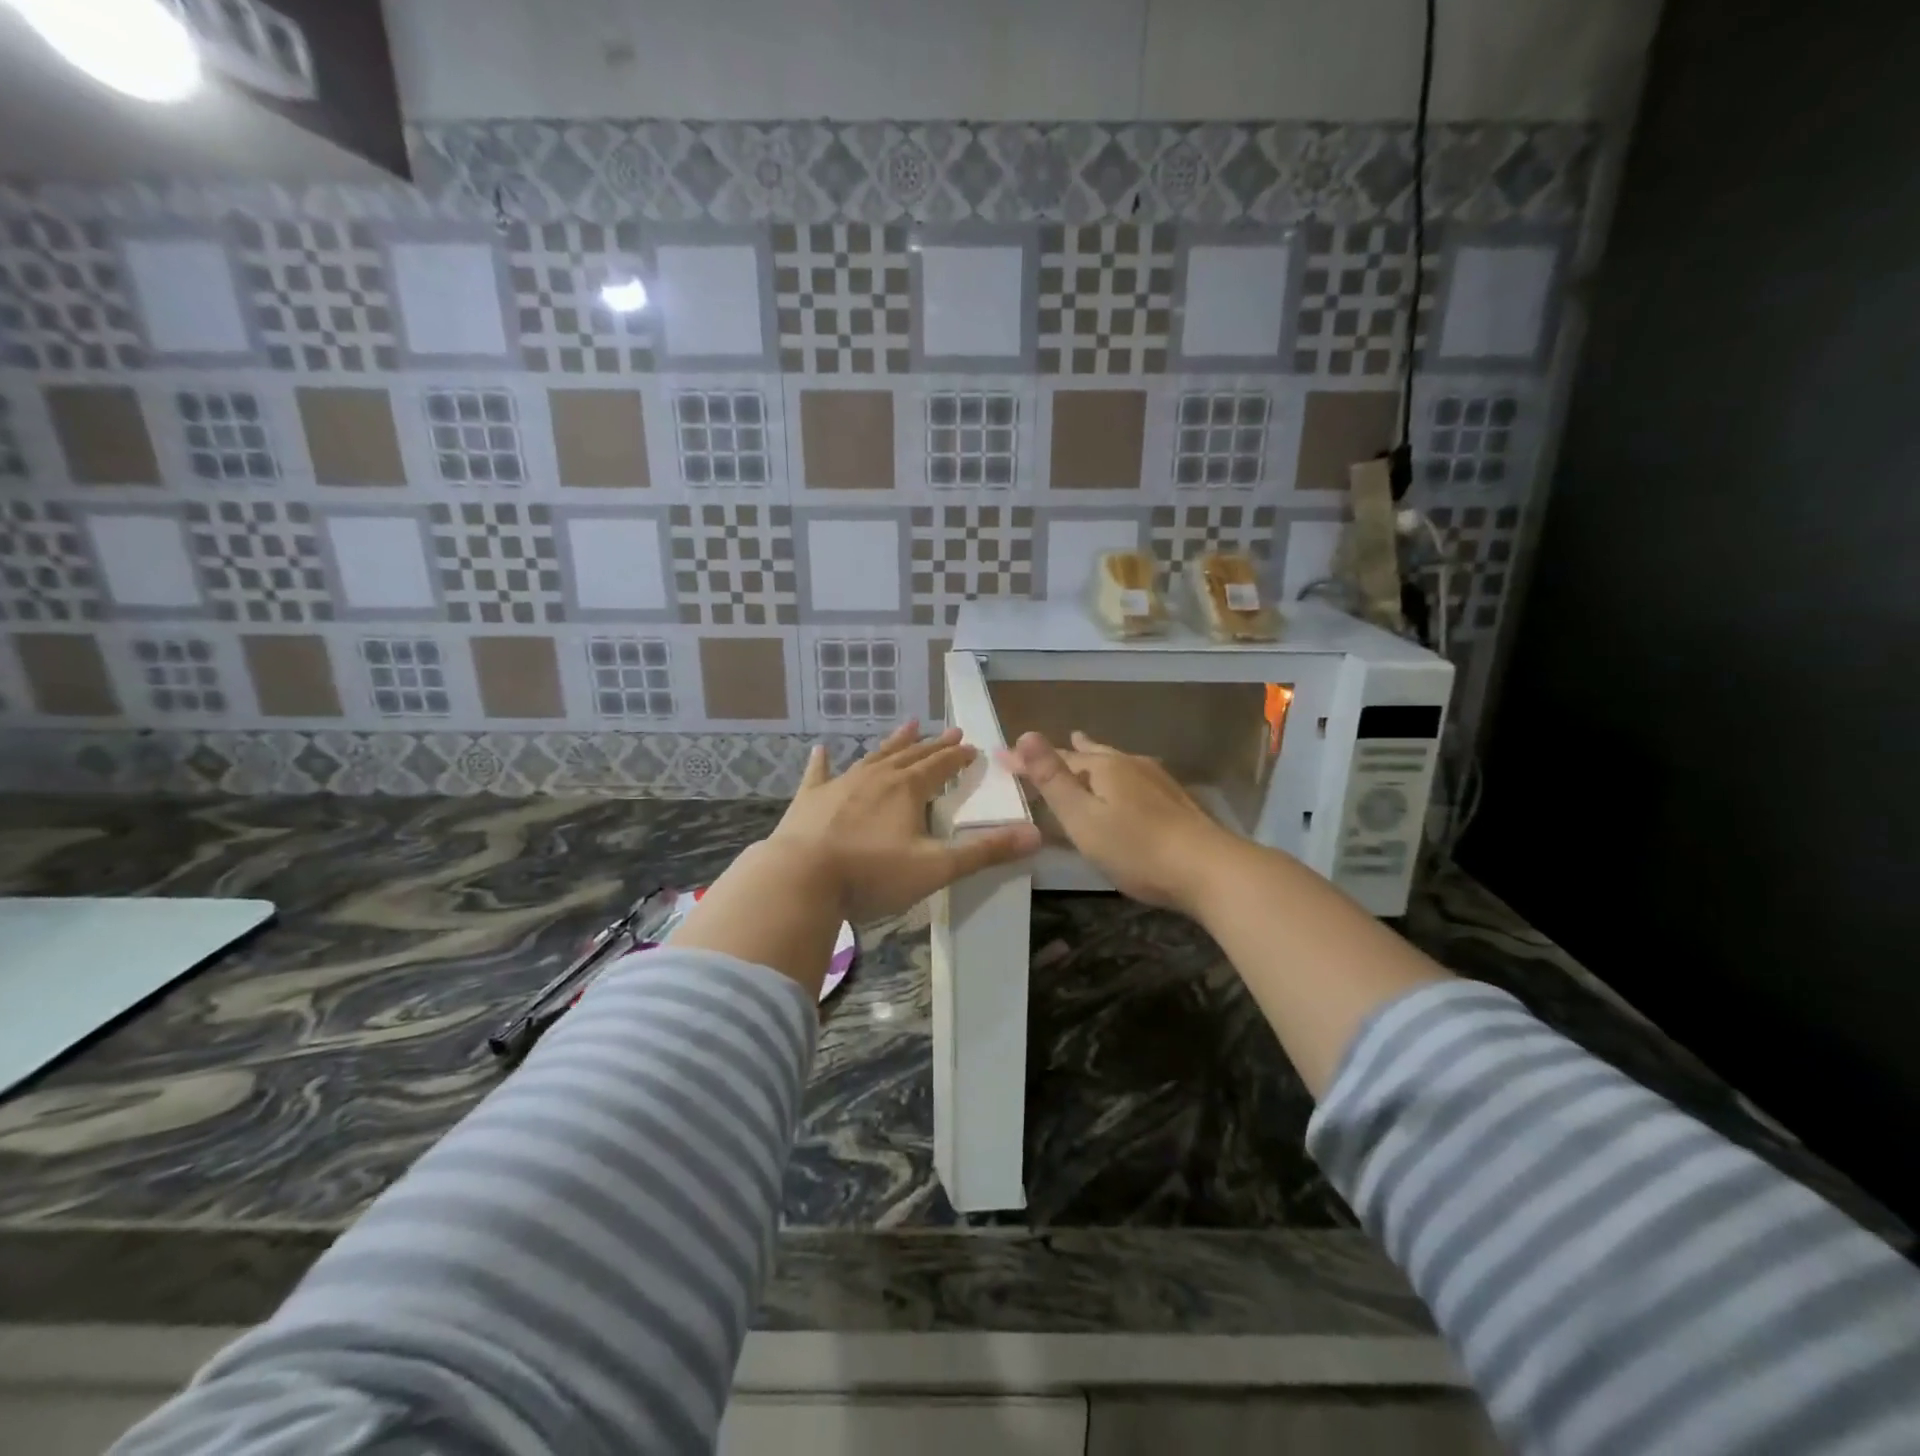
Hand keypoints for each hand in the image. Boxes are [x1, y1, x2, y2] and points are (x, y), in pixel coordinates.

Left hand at [770, 722, 1041, 922]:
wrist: (800, 880)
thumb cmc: (872, 874)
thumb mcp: (936, 868)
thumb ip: (985, 852)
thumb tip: (1035, 835)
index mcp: (907, 790)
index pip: (940, 766)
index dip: (958, 757)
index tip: (972, 747)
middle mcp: (875, 778)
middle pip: (911, 755)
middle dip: (933, 745)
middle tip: (950, 731)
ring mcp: (839, 785)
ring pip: (873, 757)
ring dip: (893, 743)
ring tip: (908, 725)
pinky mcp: (809, 800)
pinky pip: (819, 774)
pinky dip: (822, 762)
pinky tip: (821, 749)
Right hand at [1000, 730, 1238, 912]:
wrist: (1209, 869)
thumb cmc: (1136, 848)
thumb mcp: (1083, 817)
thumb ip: (1053, 779)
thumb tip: (1026, 734)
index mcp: (1104, 767)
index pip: (1057, 757)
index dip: (1028, 759)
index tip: (1000, 758)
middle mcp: (1131, 764)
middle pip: (1090, 754)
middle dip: (1065, 752)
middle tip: (1048, 746)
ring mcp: (1157, 780)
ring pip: (1116, 761)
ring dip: (1094, 756)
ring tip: (1085, 746)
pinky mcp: (1175, 800)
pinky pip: (1134, 776)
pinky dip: (1116, 774)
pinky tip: (1129, 781)